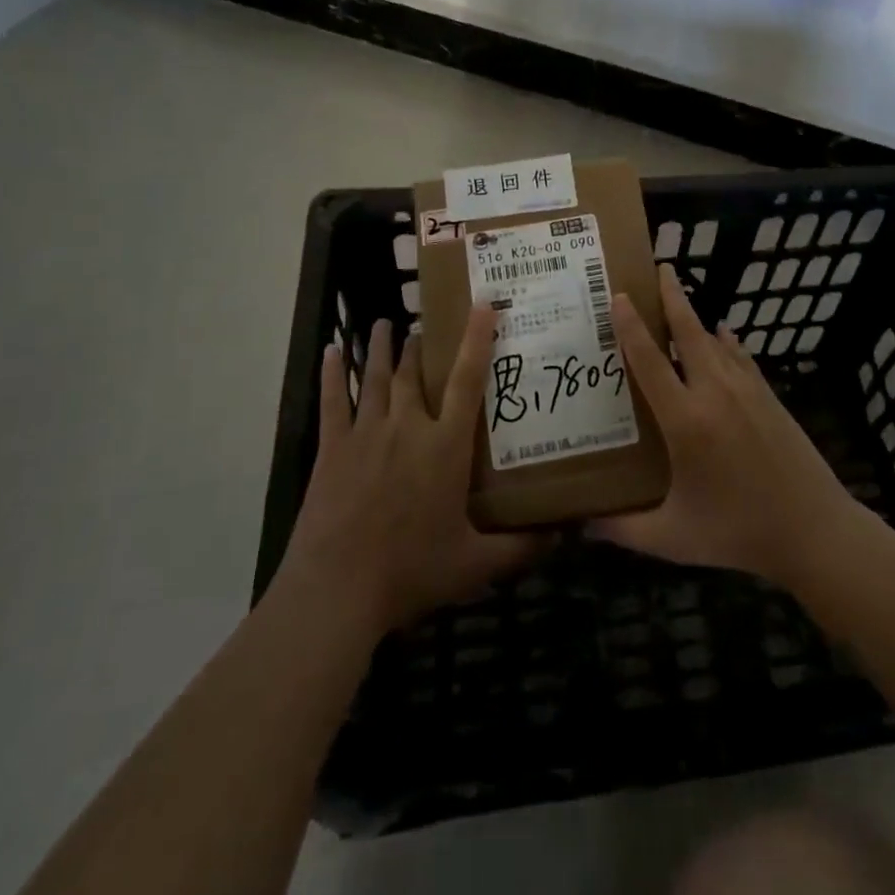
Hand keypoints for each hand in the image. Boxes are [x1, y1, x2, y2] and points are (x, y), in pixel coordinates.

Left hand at [272, 308, 540, 638]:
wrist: (337, 590)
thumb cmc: (410, 571)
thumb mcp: (474, 565)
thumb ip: (520, 548)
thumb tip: (564, 535)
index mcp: (445, 446)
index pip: (467, 380)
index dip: (476, 339)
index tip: (482, 304)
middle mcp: (408, 427)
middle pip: (415, 373)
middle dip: (420, 345)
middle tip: (424, 327)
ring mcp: (366, 434)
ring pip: (376, 378)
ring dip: (380, 348)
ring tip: (384, 324)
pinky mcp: (332, 449)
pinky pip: (333, 402)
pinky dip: (332, 374)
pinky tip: (330, 351)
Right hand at [590, 264, 861, 587]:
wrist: (814, 529)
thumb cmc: (738, 532)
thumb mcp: (673, 538)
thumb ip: (623, 529)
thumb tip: (579, 524)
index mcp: (685, 421)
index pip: (650, 361)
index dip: (631, 326)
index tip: (619, 296)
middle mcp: (714, 393)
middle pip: (688, 332)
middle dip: (672, 297)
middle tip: (660, 267)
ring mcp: (747, 391)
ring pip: (715, 339)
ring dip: (695, 314)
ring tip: (679, 294)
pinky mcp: (769, 397)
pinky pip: (740, 356)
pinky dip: (726, 340)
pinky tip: (722, 333)